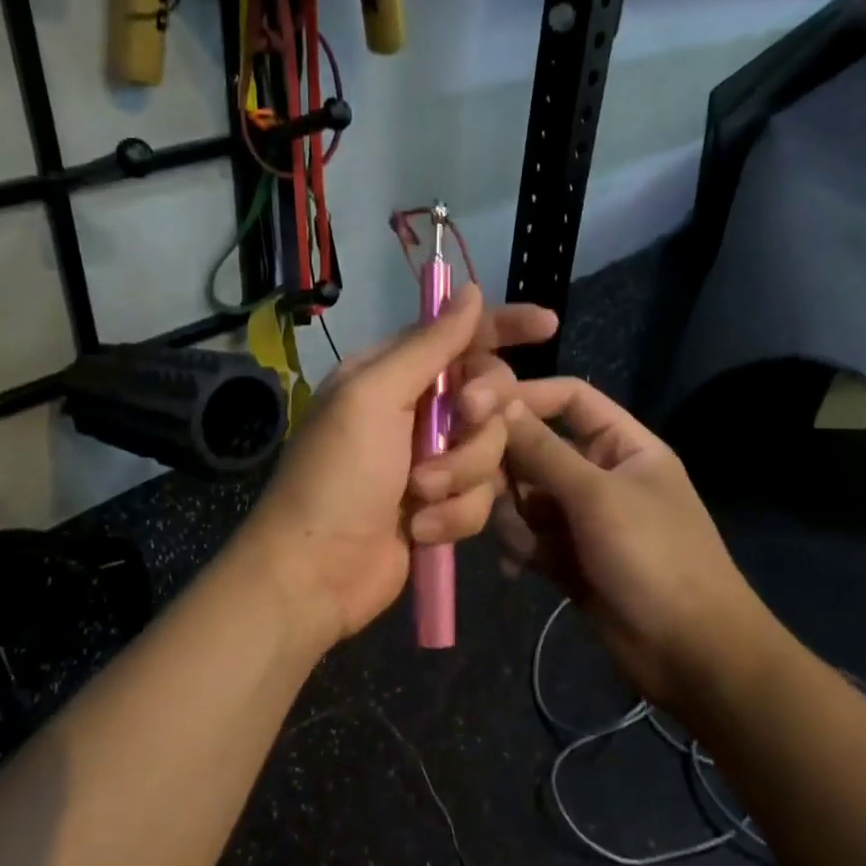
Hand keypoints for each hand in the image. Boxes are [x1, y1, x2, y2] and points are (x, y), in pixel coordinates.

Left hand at [235, 286, 558, 654]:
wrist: (316, 574)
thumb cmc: (337, 477)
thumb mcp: (374, 397)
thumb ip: (428, 346)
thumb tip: (469, 291)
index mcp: (390, 373)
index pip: (458, 336)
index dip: (503, 326)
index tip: (549, 324)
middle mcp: (414, 410)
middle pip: (489, 395)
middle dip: (479, 418)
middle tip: (463, 420)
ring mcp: (432, 460)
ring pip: (491, 450)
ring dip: (461, 476)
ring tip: (419, 496)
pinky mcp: (444, 505)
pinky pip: (482, 496)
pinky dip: (455, 514)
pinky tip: (421, 530)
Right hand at [496, 378, 774, 709]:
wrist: (690, 654)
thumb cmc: (653, 557)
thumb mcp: (596, 495)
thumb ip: (542, 449)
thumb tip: (494, 399)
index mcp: (624, 445)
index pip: (569, 399)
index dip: (524, 396)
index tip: (473, 406)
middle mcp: (601, 474)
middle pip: (537, 449)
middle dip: (509, 469)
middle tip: (481, 487)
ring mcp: (584, 518)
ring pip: (526, 497)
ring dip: (514, 517)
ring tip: (522, 545)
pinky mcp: (569, 557)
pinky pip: (529, 537)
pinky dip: (520, 548)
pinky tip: (519, 568)